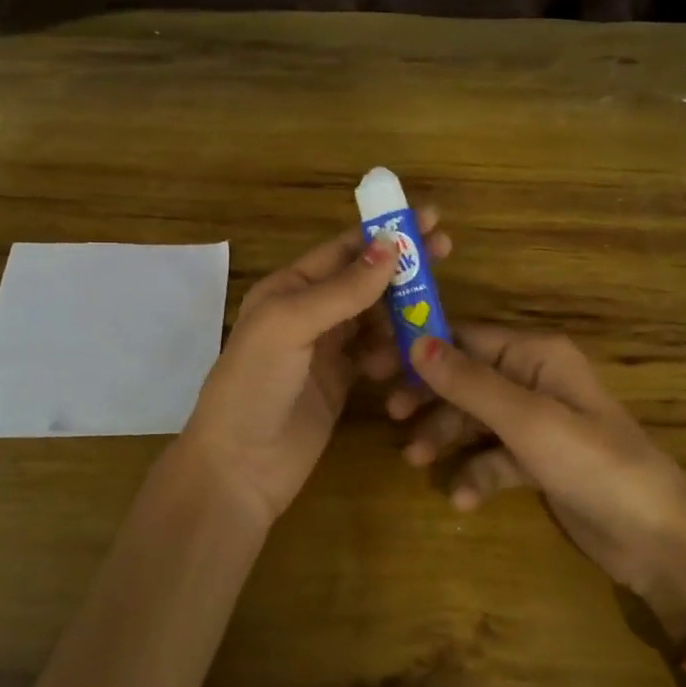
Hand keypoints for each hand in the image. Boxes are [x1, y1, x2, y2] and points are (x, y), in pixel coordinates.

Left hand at [179, 212, 451, 527]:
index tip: (429, 218)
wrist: (239, 468)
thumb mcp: (290, 326)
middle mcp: (308, 312)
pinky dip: (395, 353)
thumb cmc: (255, 385)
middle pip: (364, 279)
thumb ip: (341, 290)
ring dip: (402, 313)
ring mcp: (326, 349)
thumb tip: (391, 245)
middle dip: (402, 266)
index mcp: (288, 288)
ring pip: (376, 318)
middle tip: (446, 250)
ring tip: (431, 317)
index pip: (344, 249)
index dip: (385, 232)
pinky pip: (378, 355)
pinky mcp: (341, 383)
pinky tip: (406, 362)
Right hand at [386, 325, 685, 622]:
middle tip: (392, 417)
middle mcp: (534, 381)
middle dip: (430, 398)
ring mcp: (537, 423)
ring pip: (475, 419)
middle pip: (465, 379)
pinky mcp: (538, 462)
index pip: (465, 338)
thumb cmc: (593, 464)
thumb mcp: (526, 420)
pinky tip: (463, 500)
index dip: (421, 349)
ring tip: (417, 463)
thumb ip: (469, 382)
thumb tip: (415, 342)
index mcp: (536, 355)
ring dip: (446, 438)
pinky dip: (476, 474)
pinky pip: (494, 458)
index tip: (378, 366)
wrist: (656, 539)